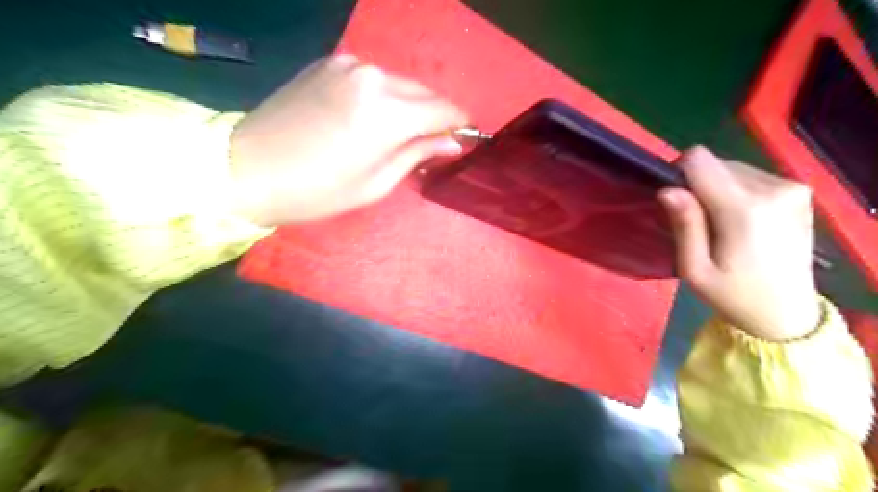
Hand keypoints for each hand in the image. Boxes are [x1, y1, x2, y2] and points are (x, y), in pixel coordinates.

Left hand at [229, 53, 468, 224]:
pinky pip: (372, 78)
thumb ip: (418, 154)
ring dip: (409, 105)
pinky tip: (369, 118)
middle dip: (435, 115)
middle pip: (424, 91)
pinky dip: (383, 95)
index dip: (459, 123)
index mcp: (387, 112)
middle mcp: (372, 77)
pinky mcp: (328, 64)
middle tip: (432, 142)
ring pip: (399, 82)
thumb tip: (452, 142)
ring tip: (399, 134)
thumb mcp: (377, 183)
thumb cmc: (317, 190)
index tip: (464, 137)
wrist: (246, 169)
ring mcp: (348, 65)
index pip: (443, 109)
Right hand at [662, 145, 819, 339]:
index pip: (699, 161)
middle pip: (715, 163)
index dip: (678, 173)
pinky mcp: (798, 192)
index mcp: (744, 209)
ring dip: (717, 188)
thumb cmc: (732, 295)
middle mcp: (773, 189)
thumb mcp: (694, 269)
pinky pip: (750, 175)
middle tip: (698, 222)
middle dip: (698, 185)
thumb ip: (684, 225)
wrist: (787, 314)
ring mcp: (791, 188)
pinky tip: (740, 219)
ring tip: (719, 223)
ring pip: (732, 167)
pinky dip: (736, 191)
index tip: (675, 201)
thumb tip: (667, 190)